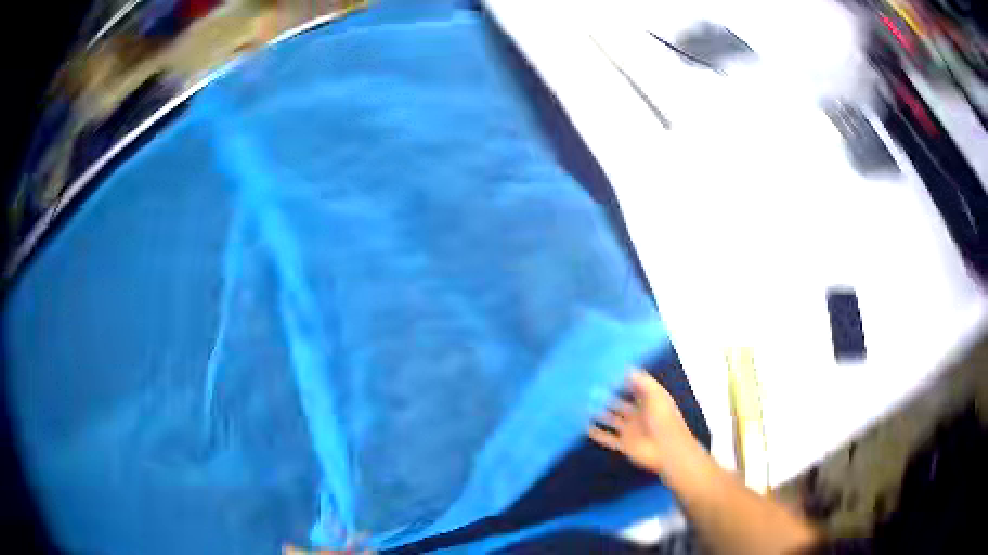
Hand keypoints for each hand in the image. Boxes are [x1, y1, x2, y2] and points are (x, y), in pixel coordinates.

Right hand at [588, 370, 698, 475]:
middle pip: (620, 404)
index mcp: (649, 401)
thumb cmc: (663, 418)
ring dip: (600, 414)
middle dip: (607, 397)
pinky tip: (585, 427)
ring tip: (584, 405)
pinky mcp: (624, 444)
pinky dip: (598, 434)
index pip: (634, 388)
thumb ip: (641, 381)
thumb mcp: (656, 394)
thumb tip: (626, 369)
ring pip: (612, 420)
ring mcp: (630, 430)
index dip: (623, 381)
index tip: (606, 373)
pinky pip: (608, 438)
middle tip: (590, 388)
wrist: (667, 449)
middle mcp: (638, 414)